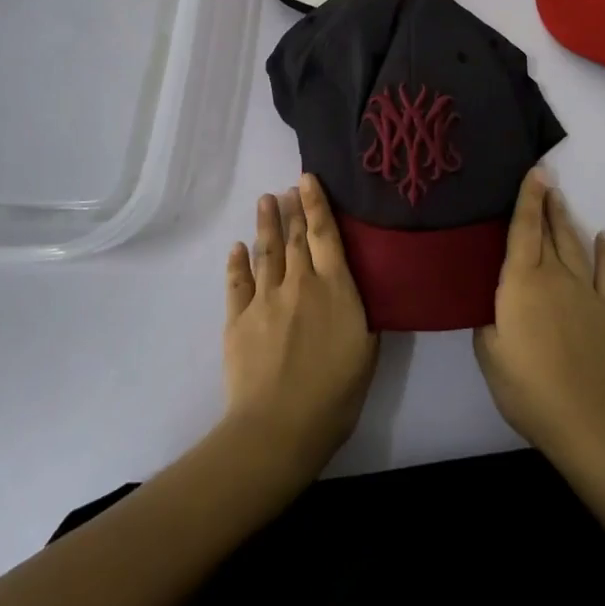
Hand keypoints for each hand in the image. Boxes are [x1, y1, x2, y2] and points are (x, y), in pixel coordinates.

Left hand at [222, 173, 378, 481]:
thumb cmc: (335, 393)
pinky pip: (237, 282)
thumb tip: (353, 285)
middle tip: (288, 187)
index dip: (316, 203)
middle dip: (292, 208)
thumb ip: (359, 310)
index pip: (324, 233)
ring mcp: (265, 299)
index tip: (307, 179)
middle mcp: (299, 282)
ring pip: (265, 251)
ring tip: (265, 200)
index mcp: (334, 287)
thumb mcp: (367, 348)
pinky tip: (238, 247)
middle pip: (294, 237)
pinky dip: (237, 262)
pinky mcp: (238, 319)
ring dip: (265, 223)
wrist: (280, 426)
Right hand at [474, 170, 604, 461]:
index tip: (534, 172)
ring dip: (567, 221)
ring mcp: (586, 292)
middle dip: (546, 204)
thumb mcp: (488, 352)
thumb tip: (492, 303)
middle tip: (545, 179)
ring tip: (561, 201)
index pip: (523, 230)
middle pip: (549, 232)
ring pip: (575, 246)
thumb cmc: (526, 386)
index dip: (527, 199)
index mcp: (522, 282)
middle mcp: (555, 276)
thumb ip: (487, 319)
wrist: (584, 419)